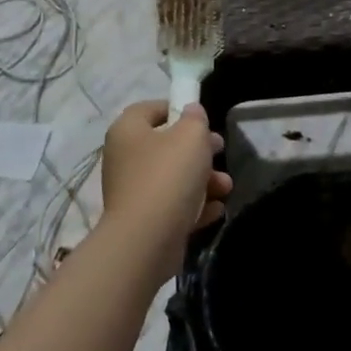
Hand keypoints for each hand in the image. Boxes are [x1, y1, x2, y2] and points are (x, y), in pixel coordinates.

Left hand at [100, 102, 229, 263]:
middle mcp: (124, 159)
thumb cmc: (168, 176)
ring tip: (225, 188)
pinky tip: (215, 210)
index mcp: (128, 131)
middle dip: (199, 150)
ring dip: (204, 181)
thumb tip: (191, 112)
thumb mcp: (191, 136)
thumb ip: (195, 119)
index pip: (149, 109)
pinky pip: (172, 207)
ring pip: (173, 178)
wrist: (146, 241)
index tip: (201, 119)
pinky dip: (194, 207)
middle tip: (220, 151)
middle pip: (166, 145)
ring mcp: (132, 192)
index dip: (176, 109)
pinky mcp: (143, 221)